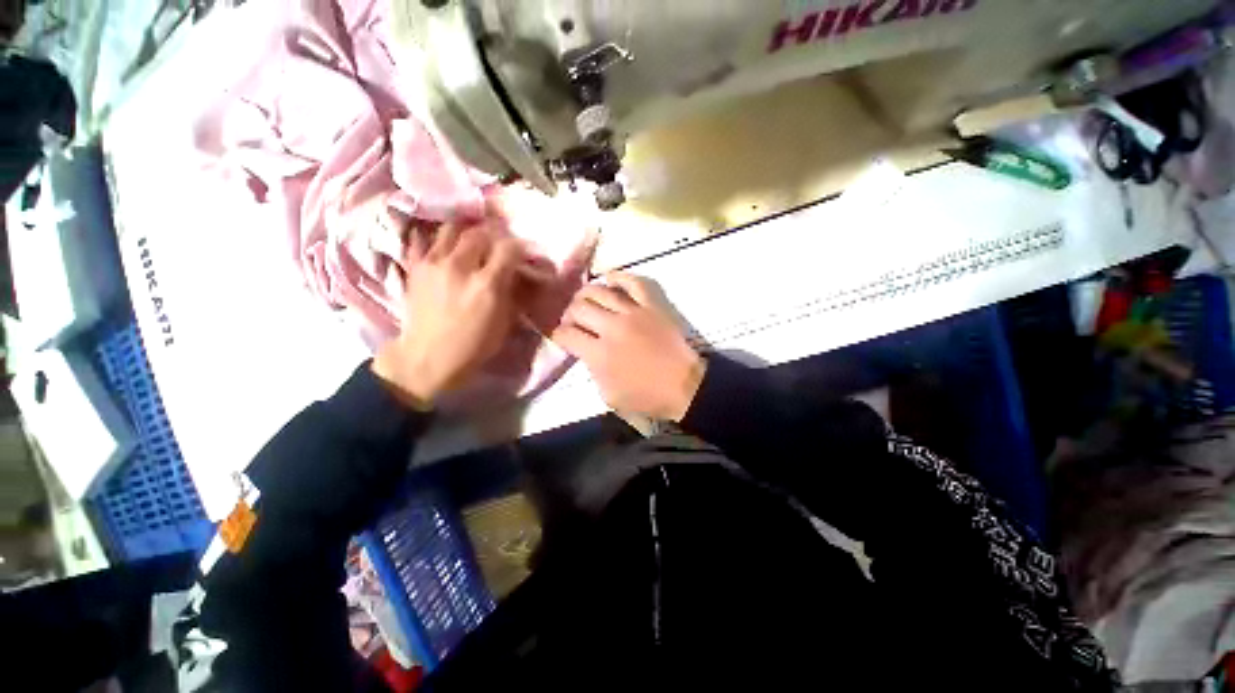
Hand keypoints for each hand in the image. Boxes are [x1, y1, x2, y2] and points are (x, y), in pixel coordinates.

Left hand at [373, 220, 524, 408]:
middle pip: (480, 233)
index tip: (520, 253)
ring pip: (451, 228)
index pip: (508, 248)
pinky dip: (434, 236)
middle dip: (493, 236)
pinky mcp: (415, 266)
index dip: (518, 247)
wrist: (428, 358)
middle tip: (497, 244)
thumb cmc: (474, 345)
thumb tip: (518, 272)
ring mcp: (433, 263)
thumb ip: (512, 291)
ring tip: (471, 240)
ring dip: (465, 232)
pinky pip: (421, 238)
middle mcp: (460, 266)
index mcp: (487, 284)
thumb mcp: (505, 322)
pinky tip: (442, 242)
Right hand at [552, 273, 704, 421]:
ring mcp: (633, 312)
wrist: (685, 386)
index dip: (558, 335)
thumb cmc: (647, 397)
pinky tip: (610, 281)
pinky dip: (619, 277)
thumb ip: (592, 371)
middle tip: (574, 321)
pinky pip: (633, 282)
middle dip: (568, 315)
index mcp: (599, 354)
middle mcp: (611, 327)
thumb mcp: (609, 396)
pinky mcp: (652, 305)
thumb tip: (587, 353)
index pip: (566, 334)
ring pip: (598, 291)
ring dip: (585, 295)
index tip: (562, 337)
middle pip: (578, 308)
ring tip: (586, 302)